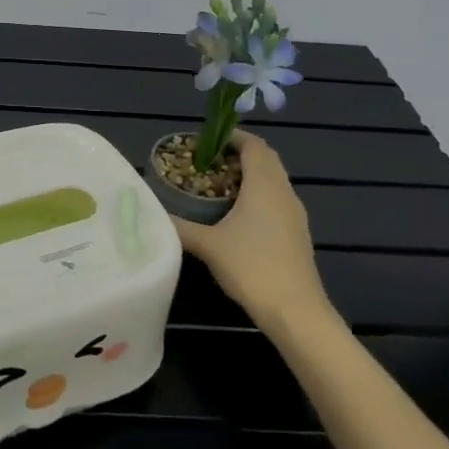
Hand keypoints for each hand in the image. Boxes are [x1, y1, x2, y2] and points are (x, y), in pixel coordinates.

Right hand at [170, 131, 331, 327]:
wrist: (296, 312)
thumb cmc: (252, 267)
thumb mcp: (207, 245)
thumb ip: (178, 225)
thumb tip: (150, 212)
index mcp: (265, 185)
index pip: (254, 145)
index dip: (232, 137)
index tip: (207, 141)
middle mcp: (284, 193)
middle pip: (265, 159)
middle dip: (238, 154)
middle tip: (208, 162)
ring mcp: (295, 215)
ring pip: (273, 181)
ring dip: (250, 176)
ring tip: (218, 186)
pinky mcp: (297, 234)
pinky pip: (277, 200)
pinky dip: (258, 196)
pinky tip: (237, 216)